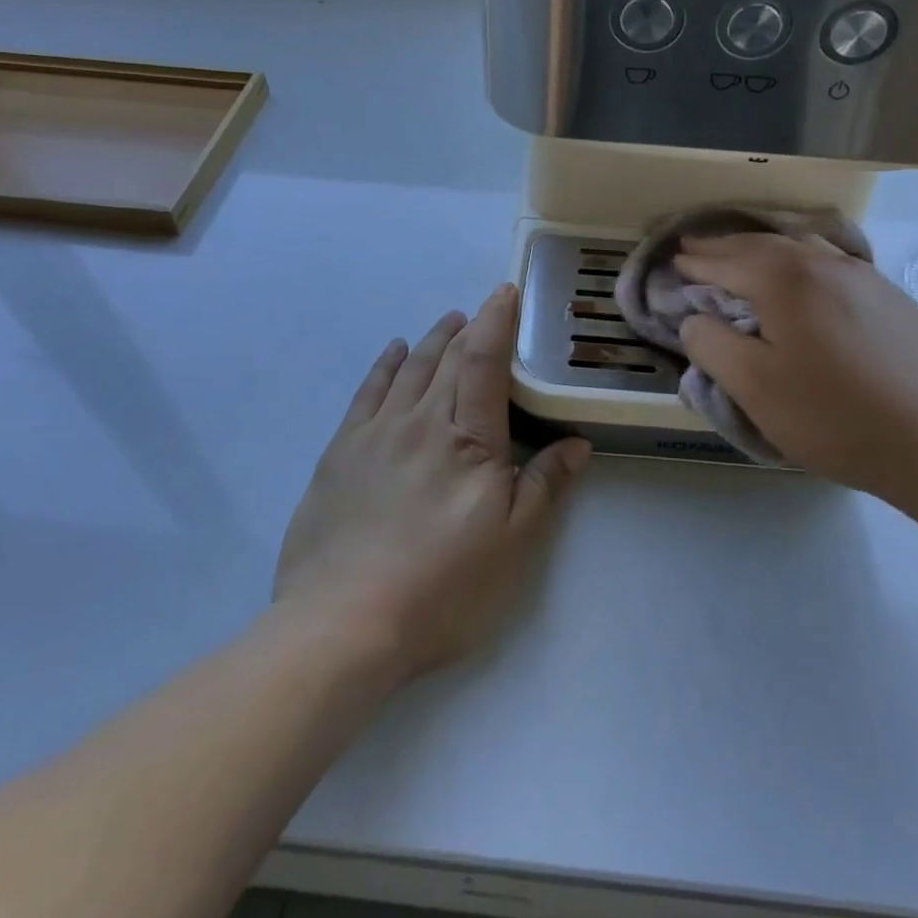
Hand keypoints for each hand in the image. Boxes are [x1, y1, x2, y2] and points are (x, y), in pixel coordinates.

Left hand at [273, 284, 591, 685]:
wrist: (343, 625)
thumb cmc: (442, 587)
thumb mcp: (513, 544)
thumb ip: (545, 485)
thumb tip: (577, 443)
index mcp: (466, 437)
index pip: (483, 360)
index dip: (497, 321)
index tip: (506, 292)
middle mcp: (419, 420)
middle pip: (446, 358)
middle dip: (469, 328)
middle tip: (483, 309)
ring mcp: (374, 433)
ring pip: (408, 369)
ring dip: (432, 340)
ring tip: (448, 323)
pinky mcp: (340, 453)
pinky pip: (367, 392)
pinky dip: (384, 365)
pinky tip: (393, 352)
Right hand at [674, 233, 917, 506]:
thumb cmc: (833, 416)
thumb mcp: (754, 388)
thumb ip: (712, 345)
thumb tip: (695, 318)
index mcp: (787, 280)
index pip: (728, 261)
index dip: (696, 261)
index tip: (673, 259)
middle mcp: (826, 264)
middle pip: (764, 244)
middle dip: (726, 246)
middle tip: (697, 247)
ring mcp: (866, 278)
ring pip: (804, 247)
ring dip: (766, 248)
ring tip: (746, 256)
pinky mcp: (892, 298)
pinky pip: (834, 263)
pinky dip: (803, 261)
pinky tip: (806, 277)